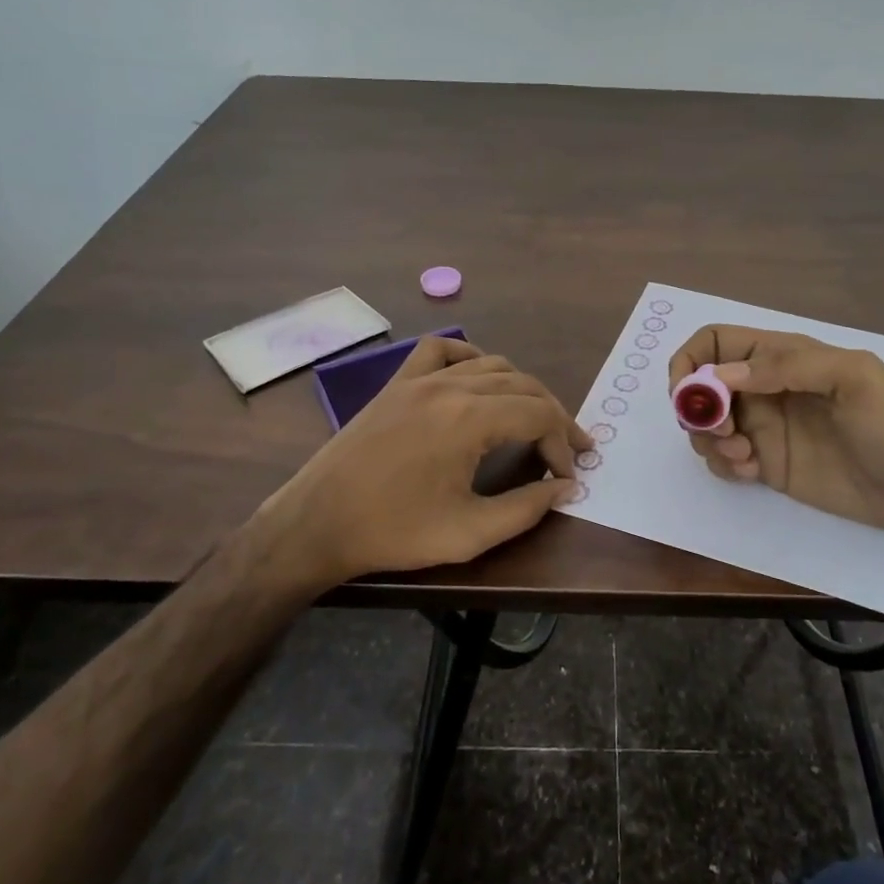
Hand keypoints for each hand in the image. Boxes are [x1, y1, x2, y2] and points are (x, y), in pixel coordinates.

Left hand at [269, 336, 591, 584]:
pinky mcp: (397, 383)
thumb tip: (566, 487)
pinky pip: (441, 351)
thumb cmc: (393, 532)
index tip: (567, 475)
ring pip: (491, 365)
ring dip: (521, 389)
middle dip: (553, 415)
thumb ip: (526, 508)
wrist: (316, 523)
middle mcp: (450, 386)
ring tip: (534, 420)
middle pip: (523, 384)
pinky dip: (470, 358)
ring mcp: (420, 379)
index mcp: (469, 419)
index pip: (539, 414)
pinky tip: (479, 380)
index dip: (562, 442)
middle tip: (568, 448)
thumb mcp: (469, 533)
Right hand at [668, 326, 883, 536]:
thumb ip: (788, 366)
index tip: (686, 394)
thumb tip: (721, 375)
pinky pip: (725, 459)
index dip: (690, 361)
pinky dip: (724, 465)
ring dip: (709, 440)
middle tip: (724, 433)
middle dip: (697, 409)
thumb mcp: (852, 379)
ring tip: (743, 457)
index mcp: (781, 357)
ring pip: (708, 426)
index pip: (716, 342)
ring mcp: (765, 428)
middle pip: (702, 387)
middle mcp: (764, 388)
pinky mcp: (768, 465)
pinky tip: (752, 473)